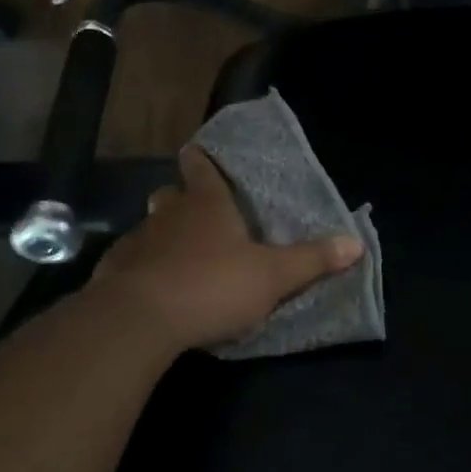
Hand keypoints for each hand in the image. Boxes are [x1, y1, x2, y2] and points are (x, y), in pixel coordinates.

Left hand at [91, 145, 363, 352]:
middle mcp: (169, 214)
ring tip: (179, 254)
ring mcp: (137, 241)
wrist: (139, 319)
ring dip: (162, 235)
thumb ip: (312, 260)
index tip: (198, 152)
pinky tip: (152, 286)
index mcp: (207, 205)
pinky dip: (142, 267)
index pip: (202, 168)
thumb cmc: (212, 286)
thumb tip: (356, 243)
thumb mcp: (273, 277)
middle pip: (172, 195)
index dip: (202, 160)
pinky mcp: (114, 272)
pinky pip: (132, 261)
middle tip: (196, 212)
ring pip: (150, 227)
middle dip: (182, 198)